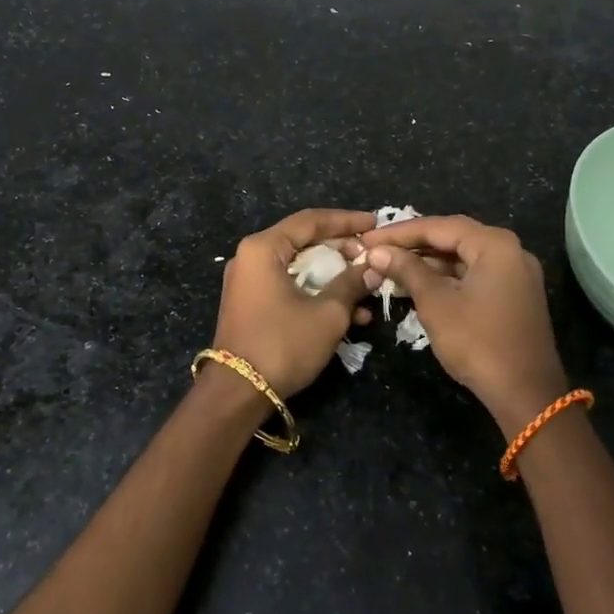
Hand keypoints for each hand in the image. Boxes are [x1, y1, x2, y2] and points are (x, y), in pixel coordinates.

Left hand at [213, 209, 375, 400]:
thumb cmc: (283, 343)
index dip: (346, 221)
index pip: (310, 221)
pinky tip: (350, 315)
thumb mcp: (327, 313)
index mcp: (263, 248)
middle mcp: (251, 257)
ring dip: (334, 278)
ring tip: (367, 289)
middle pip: (304, 242)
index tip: (375, 223)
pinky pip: (290, 287)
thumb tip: (373, 267)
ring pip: (300, 268)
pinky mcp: (252, 304)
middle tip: (371, 258)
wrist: (238, 392)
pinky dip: (317, 295)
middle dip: (342, 251)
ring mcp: (249, 282)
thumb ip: (351, 283)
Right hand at [360, 215, 568, 435]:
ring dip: (429, 261)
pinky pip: (475, 274)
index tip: (367, 239)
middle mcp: (510, 250)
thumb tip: (377, 252)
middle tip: (377, 249)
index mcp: (494, 244)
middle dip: (413, 244)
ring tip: (391, 267)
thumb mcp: (435, 303)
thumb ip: (407, 270)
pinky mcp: (514, 294)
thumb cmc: (477, 342)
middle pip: (453, 236)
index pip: (438, 226)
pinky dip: (447, 277)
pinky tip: (419, 284)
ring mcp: (516, 273)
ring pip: (464, 256)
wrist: (526, 394)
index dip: (399, 232)